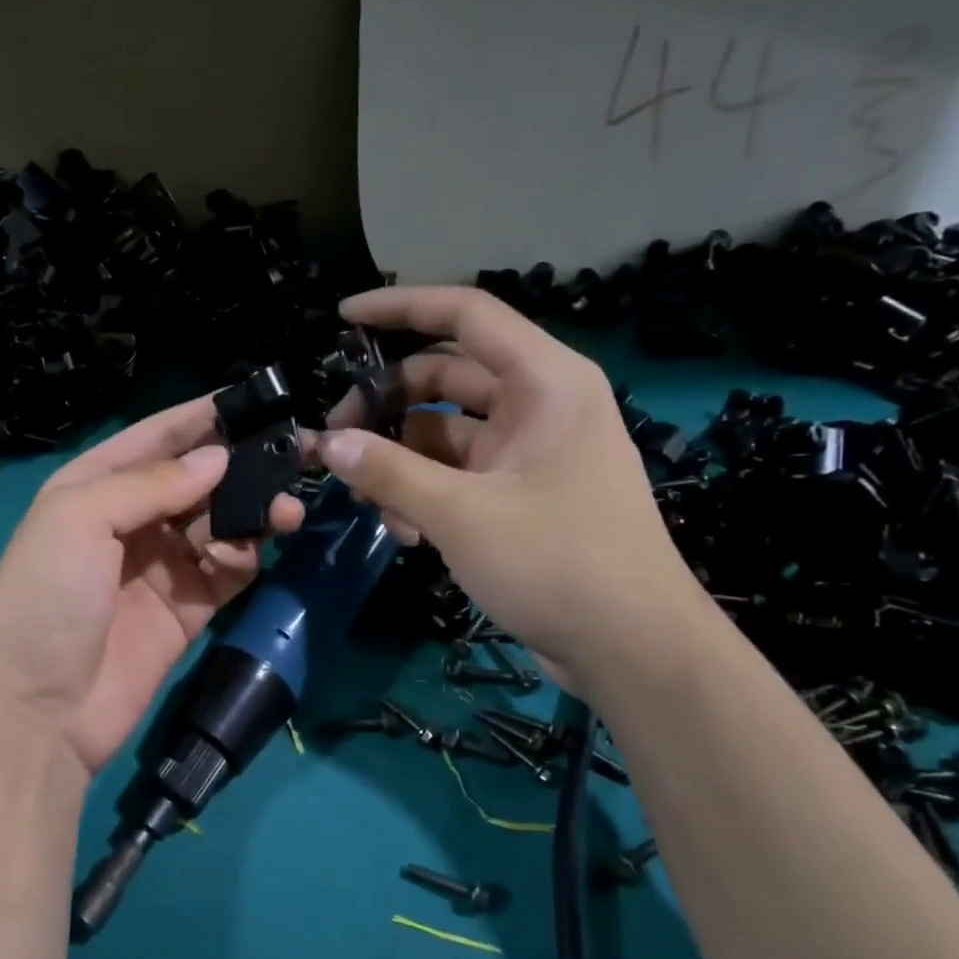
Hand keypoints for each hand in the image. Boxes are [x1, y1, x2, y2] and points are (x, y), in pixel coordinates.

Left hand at [0, 397, 303, 773]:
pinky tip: (240, 557)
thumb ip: (150, 483)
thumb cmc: (46, 599)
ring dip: (252, 513)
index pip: (155, 438)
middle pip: (196, 480)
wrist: (39, 712)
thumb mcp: (78, 520)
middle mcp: (130, 521)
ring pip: (220, 523)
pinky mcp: (188, 610)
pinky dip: (241, 558)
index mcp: (94, 487)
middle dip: (239, 468)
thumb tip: (217, 458)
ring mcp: (161, 567)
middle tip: (289, 461)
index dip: (200, 417)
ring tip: (283, 513)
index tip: (254, 399)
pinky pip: (227, 570)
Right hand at [321, 285, 703, 692]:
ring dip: (400, 461)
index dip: (401, 308)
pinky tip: (405, 534)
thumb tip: (326, 443)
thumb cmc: (558, 564)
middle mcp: (538, 406)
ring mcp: (528, 453)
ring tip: (368, 502)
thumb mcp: (462, 515)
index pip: (466, 317)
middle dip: (386, 405)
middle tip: (335, 440)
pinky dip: (424, 494)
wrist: (631, 649)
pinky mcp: (519, 495)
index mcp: (544, 383)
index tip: (343, 318)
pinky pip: (457, 475)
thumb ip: (389, 472)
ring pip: (444, 433)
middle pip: (445, 378)